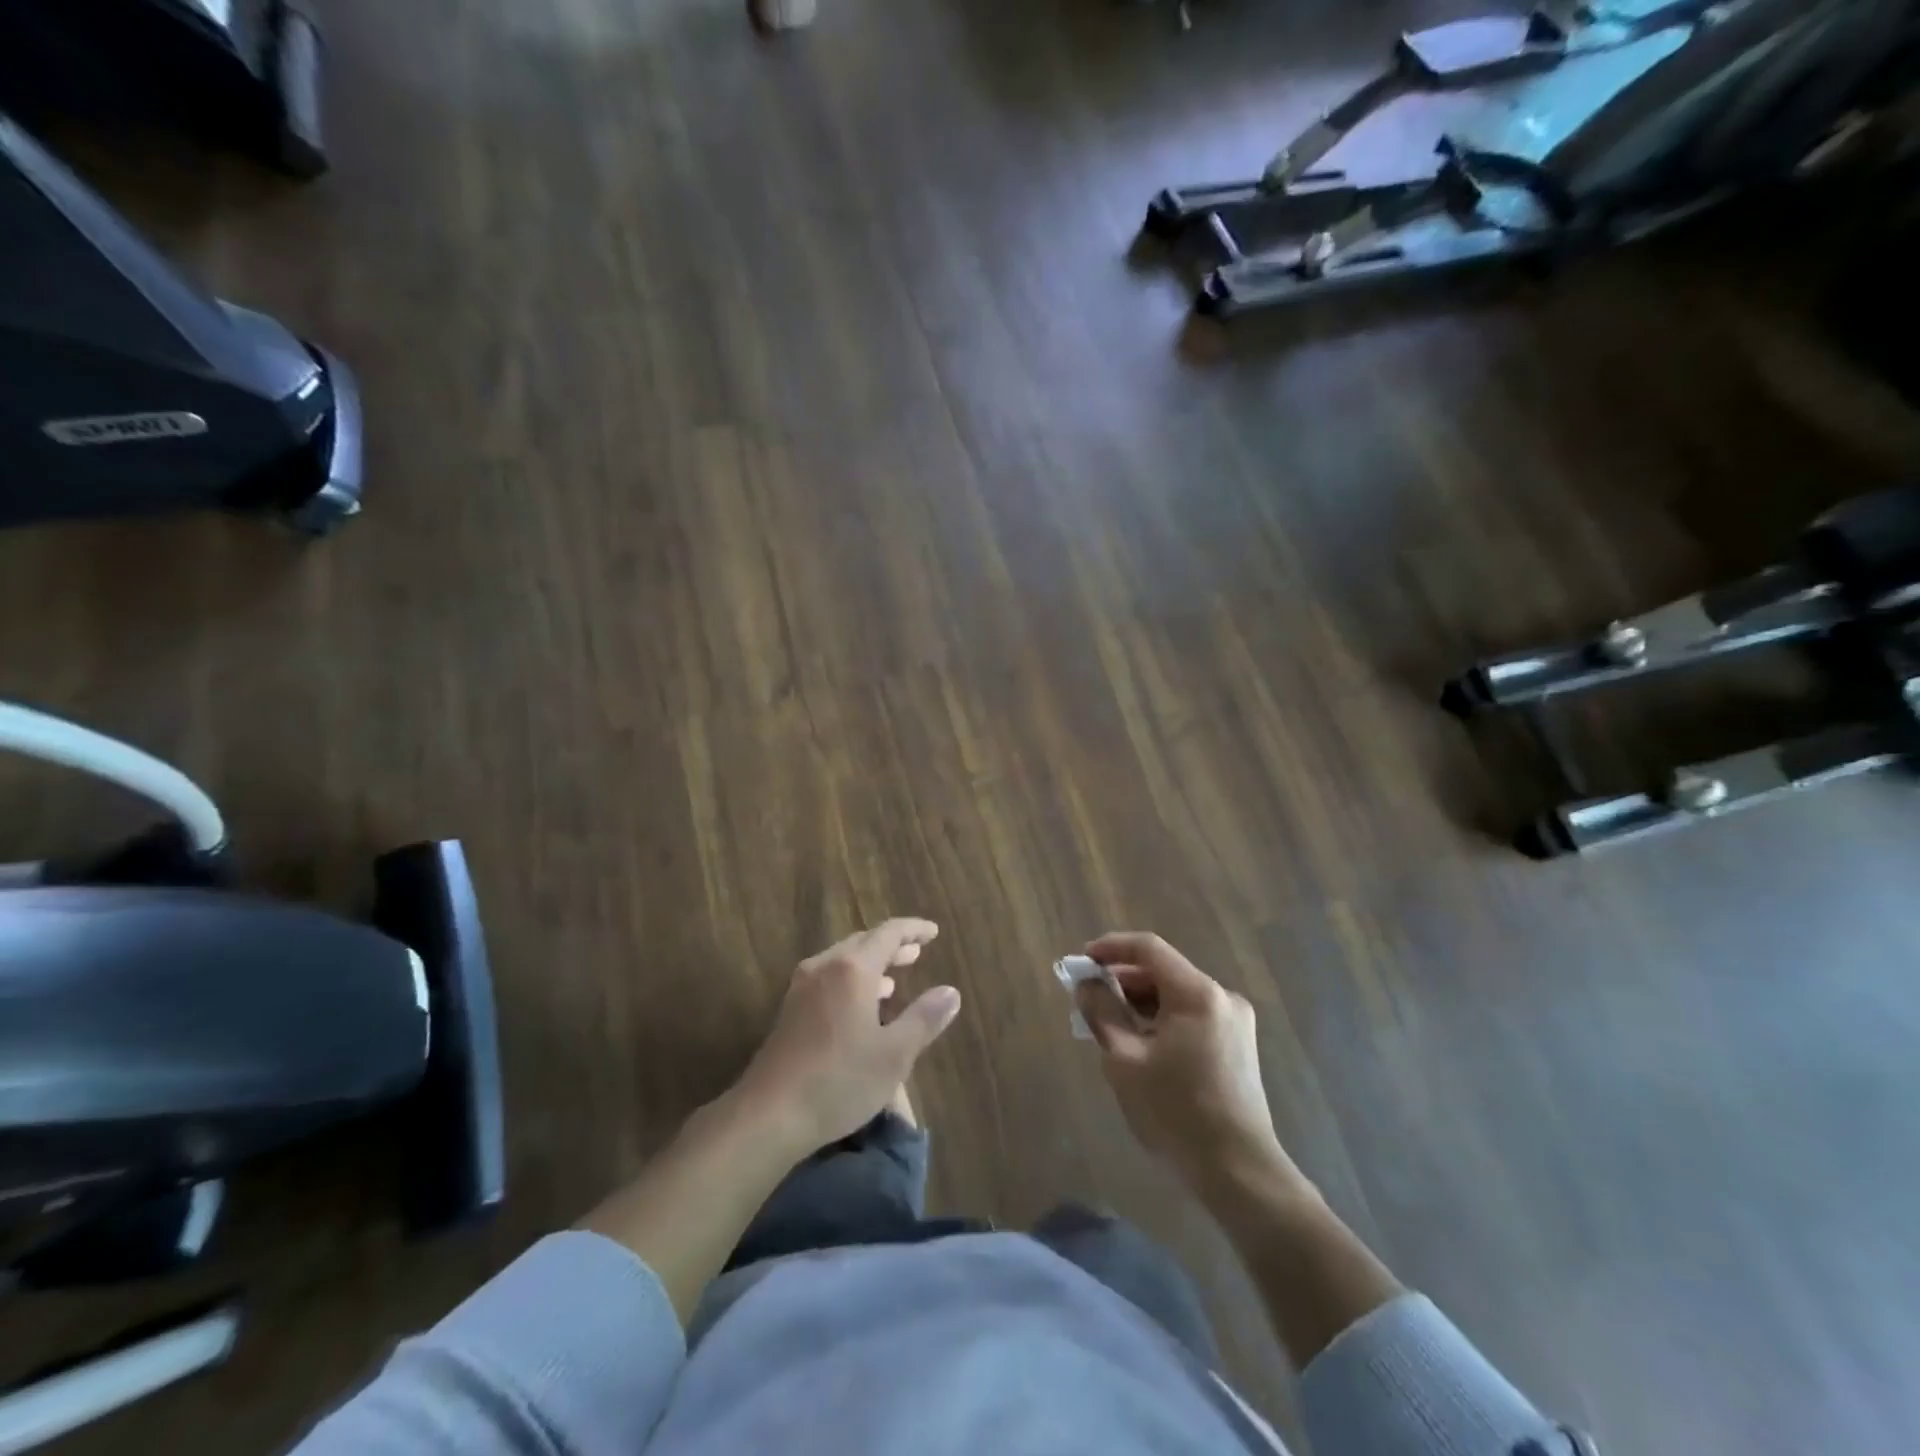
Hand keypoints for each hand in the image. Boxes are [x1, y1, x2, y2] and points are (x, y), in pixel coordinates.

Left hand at [732, 918, 961, 1156]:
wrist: (768, 1114)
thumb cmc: (839, 1080)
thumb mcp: (894, 1055)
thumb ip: (924, 1019)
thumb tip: (951, 992)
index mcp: (852, 968)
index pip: (888, 933)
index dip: (913, 930)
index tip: (933, 932)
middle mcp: (825, 967)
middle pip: (863, 943)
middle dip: (892, 946)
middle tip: (916, 952)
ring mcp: (803, 988)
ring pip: (843, 961)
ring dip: (871, 965)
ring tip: (894, 979)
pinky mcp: (790, 1011)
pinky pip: (829, 979)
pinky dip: (852, 981)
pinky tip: (861, 1007)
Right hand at [1077, 932, 1297, 1193]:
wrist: (1239, 1172)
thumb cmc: (1176, 1112)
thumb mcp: (1125, 1059)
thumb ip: (1102, 1012)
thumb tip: (1086, 984)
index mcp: (1197, 993)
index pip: (1148, 949)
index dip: (1111, 948)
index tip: (1081, 962)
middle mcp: (1221, 997)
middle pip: (1162, 972)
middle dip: (1122, 981)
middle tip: (1088, 1002)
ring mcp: (1234, 1022)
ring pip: (1175, 996)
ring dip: (1140, 1004)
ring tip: (1108, 1027)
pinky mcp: (1237, 1046)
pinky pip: (1190, 1017)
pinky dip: (1161, 1021)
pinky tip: (1139, 1046)